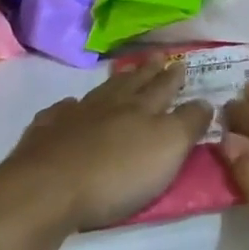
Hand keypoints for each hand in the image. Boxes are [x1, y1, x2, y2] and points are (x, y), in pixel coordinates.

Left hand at [0, 59, 210, 249]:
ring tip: (121, 75)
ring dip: (113, 84)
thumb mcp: (168, 149)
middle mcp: (108, 105)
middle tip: (157, 57)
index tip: (182, 62)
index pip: (164, 87)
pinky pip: (60, 113)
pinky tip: (69, 107)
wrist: (44, 192)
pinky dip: (69, 108)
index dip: (174, 76)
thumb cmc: (116, 174)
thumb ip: (189, 123)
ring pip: (98, 93)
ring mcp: (72, 118)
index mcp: (142, 108)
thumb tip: (205, 100)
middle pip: (132, 84)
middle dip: (148, 71)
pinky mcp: (43, 136)